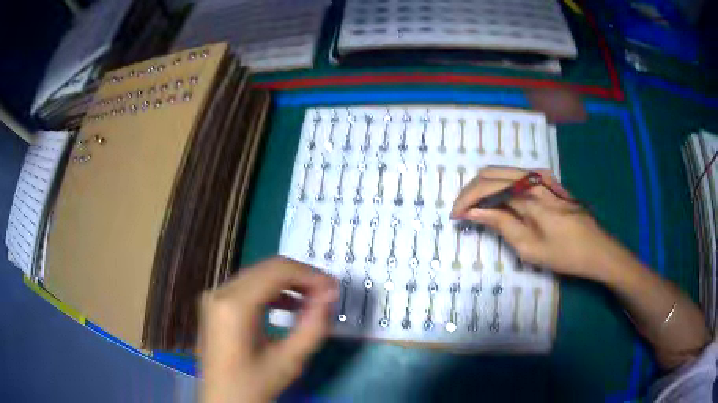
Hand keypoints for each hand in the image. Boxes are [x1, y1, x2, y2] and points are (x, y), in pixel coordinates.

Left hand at [199, 257, 336, 402]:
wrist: (223, 400)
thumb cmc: (255, 384)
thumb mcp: (290, 360)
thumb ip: (313, 326)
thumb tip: (329, 294)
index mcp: (234, 305)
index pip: (277, 271)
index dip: (309, 275)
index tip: (333, 288)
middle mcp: (219, 292)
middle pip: (266, 268)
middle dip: (300, 277)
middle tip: (326, 292)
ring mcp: (213, 296)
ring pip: (256, 275)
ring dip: (286, 283)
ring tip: (312, 299)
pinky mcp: (214, 304)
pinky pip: (246, 286)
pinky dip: (270, 291)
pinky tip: (288, 306)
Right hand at [452, 166, 624, 281]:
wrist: (598, 249)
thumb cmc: (565, 254)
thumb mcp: (530, 247)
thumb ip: (501, 224)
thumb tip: (473, 213)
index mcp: (529, 194)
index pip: (487, 187)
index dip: (466, 200)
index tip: (455, 217)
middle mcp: (534, 178)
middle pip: (492, 173)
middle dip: (472, 191)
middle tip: (462, 212)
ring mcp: (543, 177)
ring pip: (503, 173)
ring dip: (486, 189)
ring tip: (477, 210)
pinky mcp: (549, 183)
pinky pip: (517, 179)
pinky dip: (501, 189)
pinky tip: (499, 205)